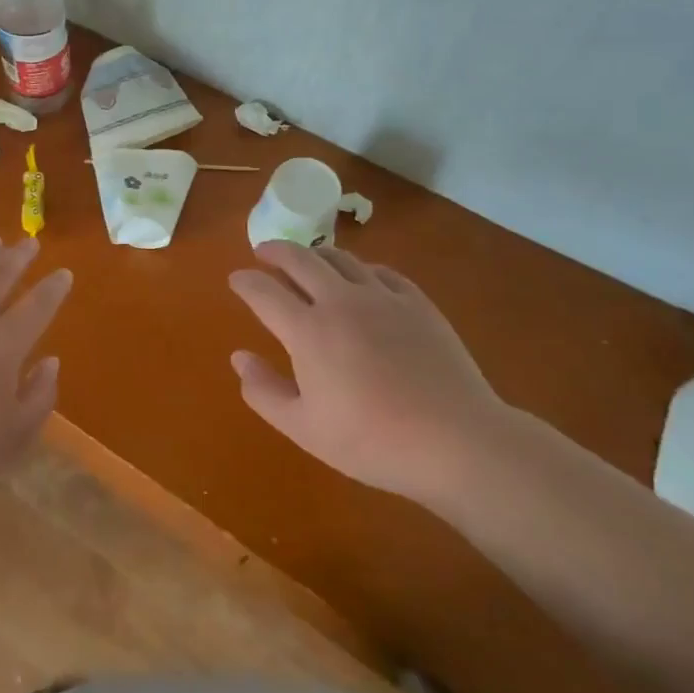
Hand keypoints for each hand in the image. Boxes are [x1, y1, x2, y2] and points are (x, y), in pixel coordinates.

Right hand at [228, 242, 510, 501]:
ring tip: (308, 260)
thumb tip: (239, 357)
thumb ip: (264, 391)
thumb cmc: (372, 441)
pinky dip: (360, 268)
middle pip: (300, 259)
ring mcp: (382, 297)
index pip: (264, 292)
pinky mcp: (417, 302)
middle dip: (275, 251)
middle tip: (263, 252)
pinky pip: (381, 271)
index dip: (245, 282)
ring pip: (341, 258)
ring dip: (315, 254)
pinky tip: (361, 278)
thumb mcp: (304, 429)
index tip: (236, 279)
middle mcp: (340, 301)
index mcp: (308, 330)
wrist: (457, 441)